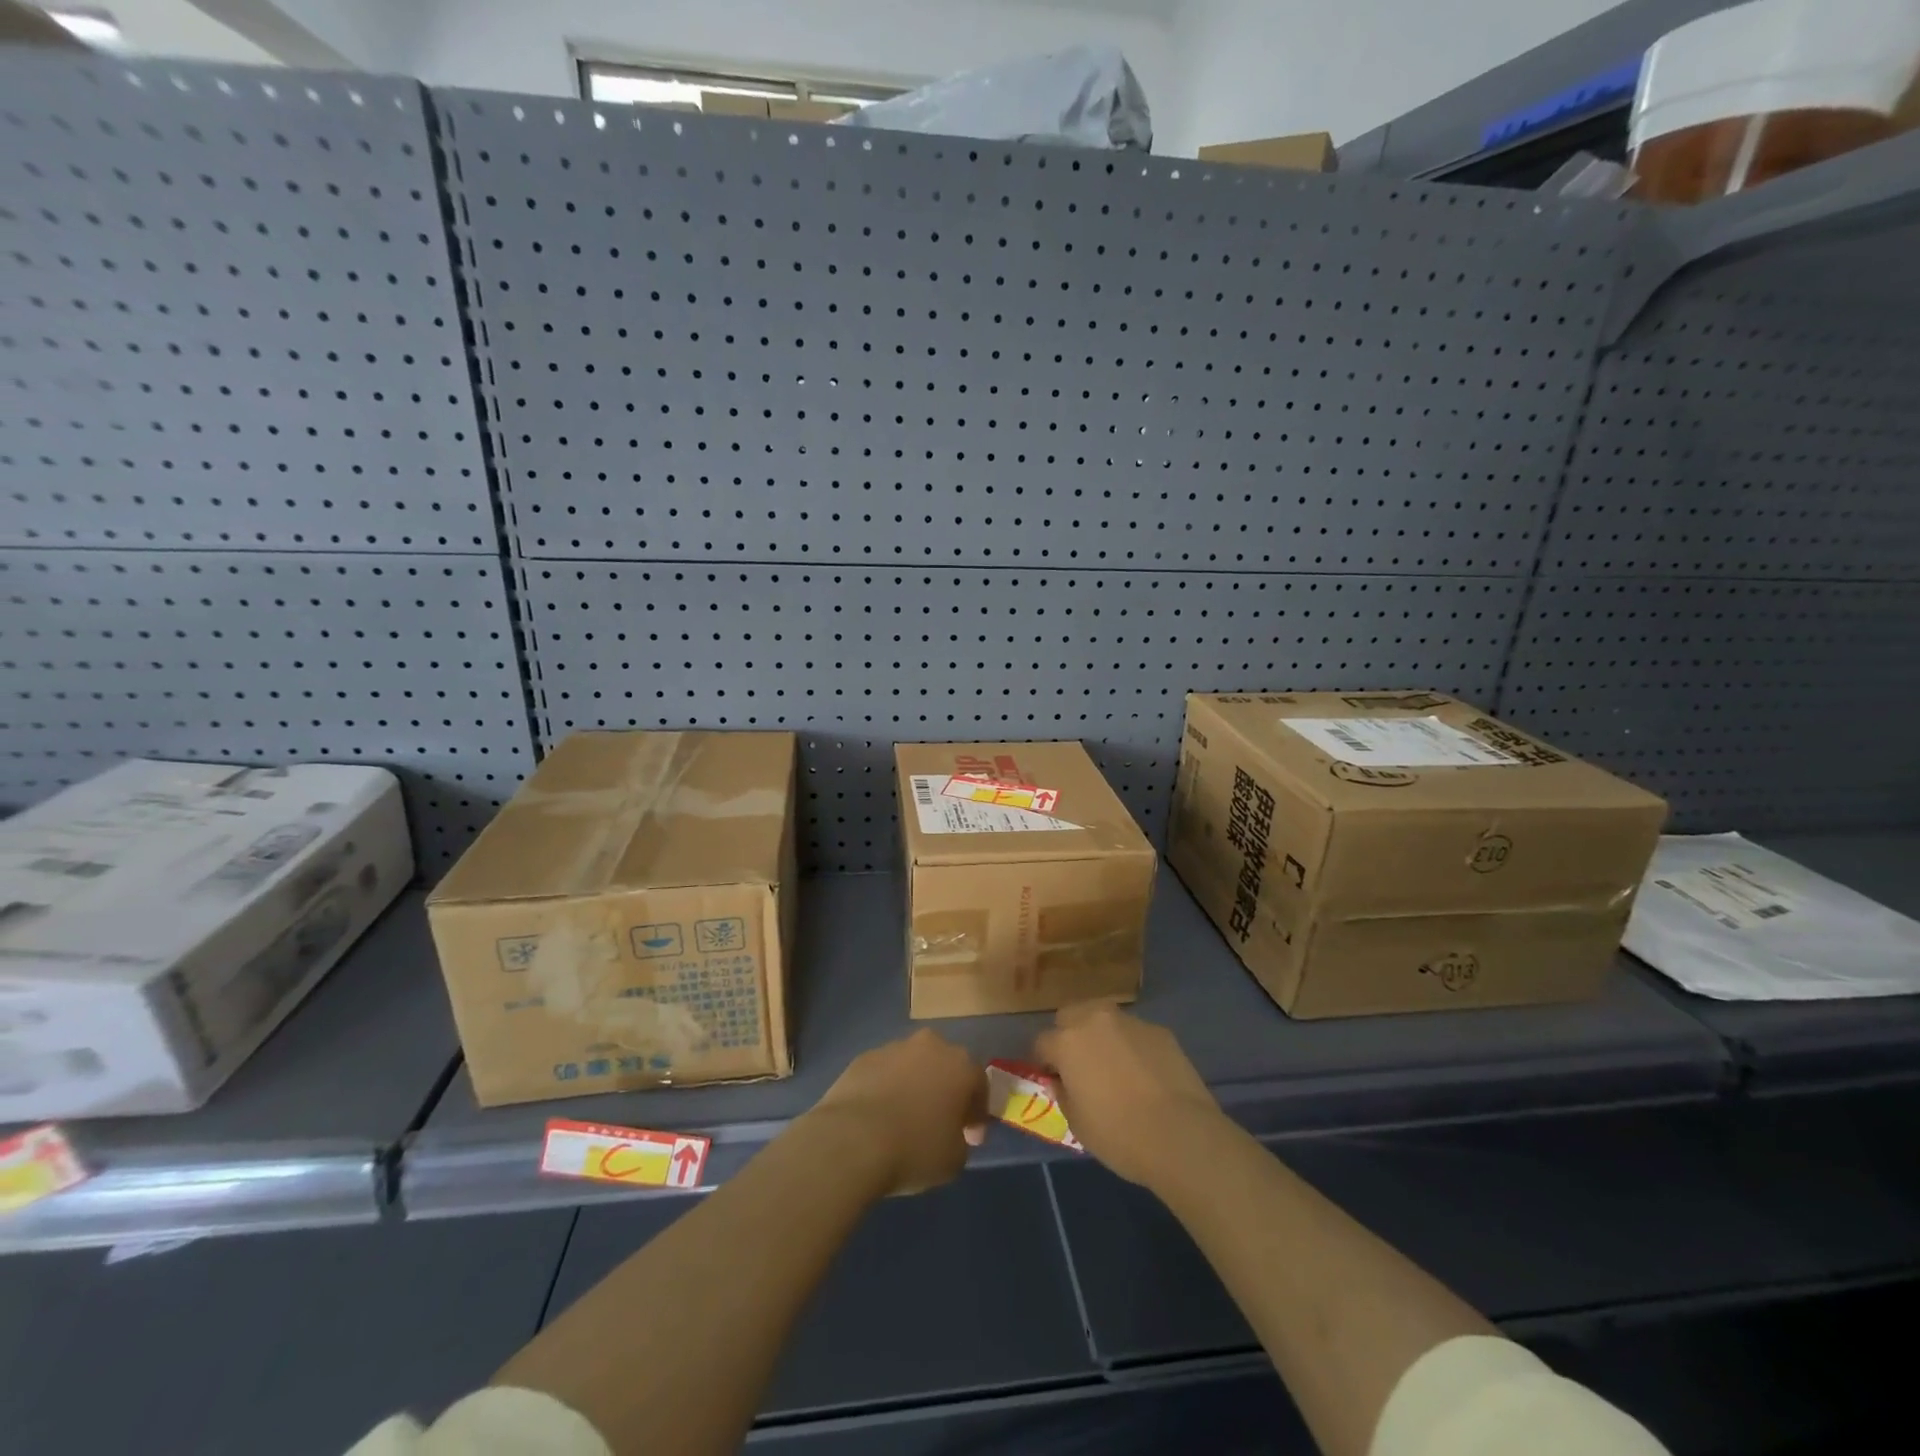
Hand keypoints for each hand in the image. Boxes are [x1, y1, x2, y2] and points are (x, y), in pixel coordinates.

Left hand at [806, 1029, 987, 1196]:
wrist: (852, 1139)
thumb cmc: (914, 1148)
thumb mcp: (954, 1159)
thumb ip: (961, 1140)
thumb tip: (951, 1133)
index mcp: (960, 1065)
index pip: (979, 1085)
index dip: (977, 1114)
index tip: (971, 1138)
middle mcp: (930, 1046)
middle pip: (945, 1066)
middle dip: (946, 1090)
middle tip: (940, 1122)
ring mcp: (894, 1047)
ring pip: (913, 1066)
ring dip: (914, 1086)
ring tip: (904, 1120)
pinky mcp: (863, 1057)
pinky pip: (884, 1073)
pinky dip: (886, 1088)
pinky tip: (878, 1116)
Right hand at [1035, 1001, 1221, 1186]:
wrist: (1181, 1135)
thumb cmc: (1119, 1134)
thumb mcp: (1077, 1124)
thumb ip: (1063, 1094)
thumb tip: (1060, 1081)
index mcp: (1067, 1042)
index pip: (1041, 1042)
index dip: (1043, 1062)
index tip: (1052, 1079)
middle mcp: (1095, 1020)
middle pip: (1070, 1015)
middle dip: (1069, 1034)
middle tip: (1079, 1065)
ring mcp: (1130, 1021)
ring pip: (1104, 1019)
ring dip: (1101, 1036)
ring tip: (1114, 1066)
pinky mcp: (1159, 1030)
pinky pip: (1134, 1033)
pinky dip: (1132, 1046)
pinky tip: (1144, 1073)